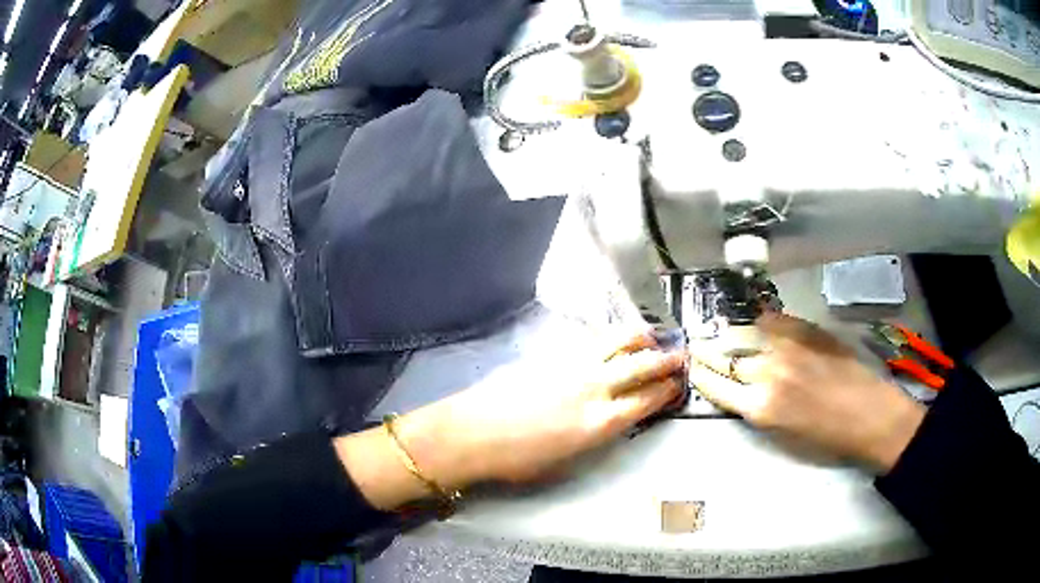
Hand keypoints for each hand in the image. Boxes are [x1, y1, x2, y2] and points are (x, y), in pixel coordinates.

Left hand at [398, 330, 685, 486]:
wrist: (471, 433)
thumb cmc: (517, 461)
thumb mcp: (566, 462)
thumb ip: (595, 437)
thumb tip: (611, 420)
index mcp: (600, 423)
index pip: (646, 401)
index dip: (666, 392)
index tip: (677, 386)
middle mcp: (594, 388)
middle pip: (640, 366)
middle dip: (665, 361)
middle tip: (679, 356)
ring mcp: (572, 365)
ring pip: (617, 342)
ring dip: (640, 339)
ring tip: (652, 337)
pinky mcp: (552, 353)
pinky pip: (591, 341)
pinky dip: (610, 339)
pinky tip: (612, 342)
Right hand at [687, 312, 925, 472]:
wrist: (869, 416)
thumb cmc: (826, 439)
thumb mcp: (782, 436)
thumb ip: (757, 410)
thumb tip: (740, 390)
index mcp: (759, 409)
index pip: (716, 386)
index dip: (701, 375)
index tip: (693, 368)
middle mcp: (767, 374)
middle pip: (725, 357)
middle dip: (706, 352)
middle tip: (696, 346)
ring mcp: (787, 347)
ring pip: (744, 333)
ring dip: (727, 333)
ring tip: (718, 331)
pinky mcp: (806, 330)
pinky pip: (772, 319)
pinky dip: (759, 320)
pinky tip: (755, 321)